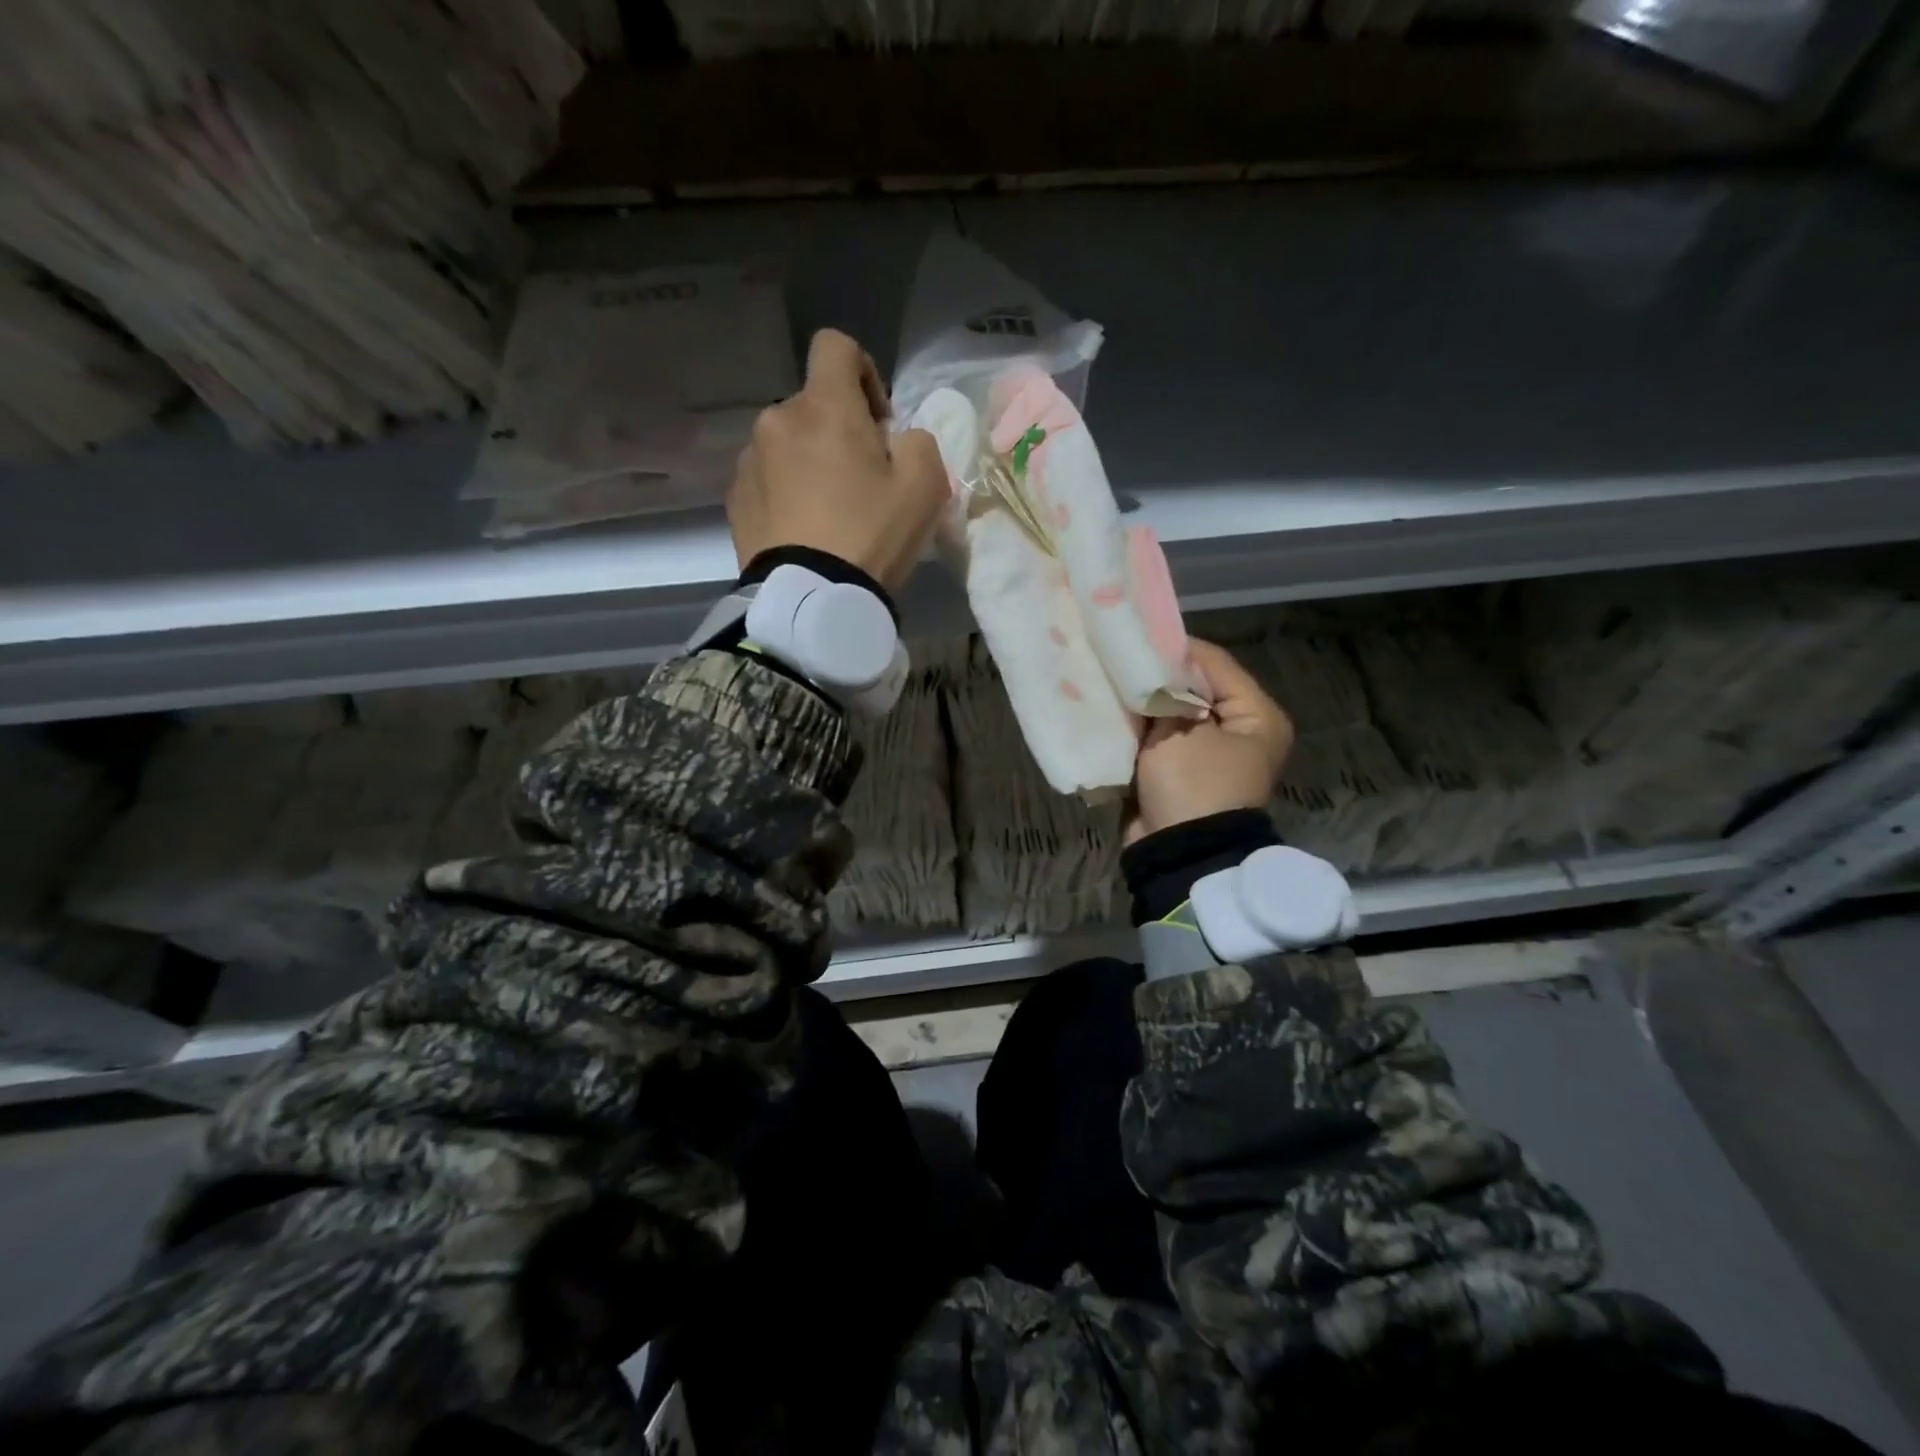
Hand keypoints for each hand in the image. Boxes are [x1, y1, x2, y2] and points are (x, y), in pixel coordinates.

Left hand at [727, 328, 948, 592]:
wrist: (811, 600)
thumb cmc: (870, 536)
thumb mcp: (925, 487)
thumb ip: (919, 443)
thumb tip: (897, 440)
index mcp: (824, 407)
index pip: (836, 346)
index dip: (863, 371)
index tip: (878, 420)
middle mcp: (777, 419)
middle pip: (813, 405)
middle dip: (839, 430)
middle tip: (862, 482)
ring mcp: (749, 460)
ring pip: (788, 443)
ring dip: (810, 460)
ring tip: (829, 511)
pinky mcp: (735, 498)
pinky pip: (767, 478)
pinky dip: (786, 491)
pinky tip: (804, 530)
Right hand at [1125, 640, 1293, 846]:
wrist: (1182, 853)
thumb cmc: (1192, 785)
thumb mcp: (1179, 732)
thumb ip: (1166, 693)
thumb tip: (1153, 670)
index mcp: (1257, 716)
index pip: (1216, 664)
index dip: (1177, 648)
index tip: (1139, 636)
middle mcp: (1241, 731)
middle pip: (1196, 688)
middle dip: (1159, 677)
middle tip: (1122, 659)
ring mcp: (1212, 753)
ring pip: (1175, 713)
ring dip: (1147, 703)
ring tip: (1114, 682)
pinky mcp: (1186, 771)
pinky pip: (1163, 738)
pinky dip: (1143, 728)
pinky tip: (1116, 713)